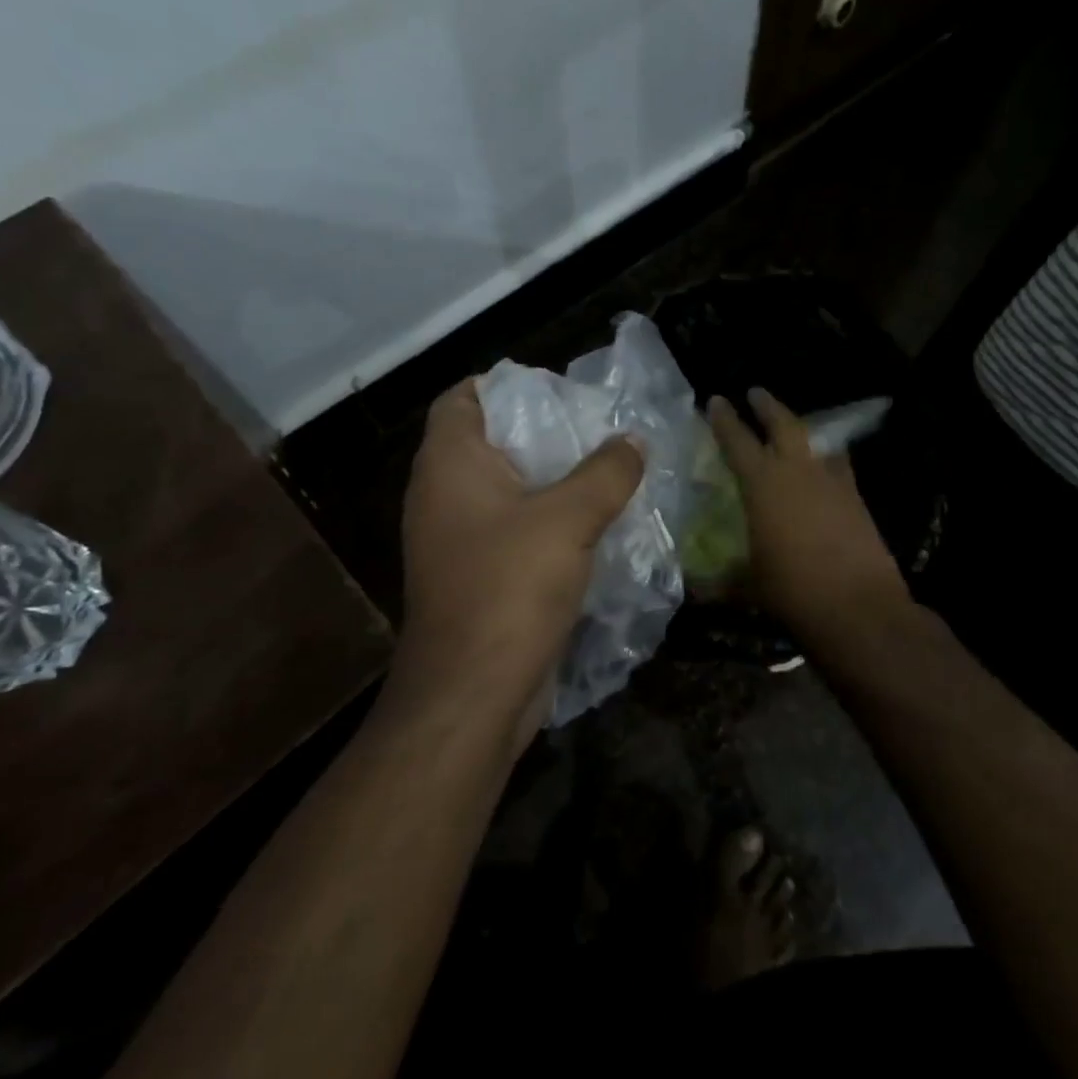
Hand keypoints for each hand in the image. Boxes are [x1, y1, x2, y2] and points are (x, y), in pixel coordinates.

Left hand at [397, 378, 643, 747]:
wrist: (473, 693)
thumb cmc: (510, 588)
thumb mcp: (569, 519)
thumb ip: (606, 472)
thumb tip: (633, 440)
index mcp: (450, 464)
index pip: (464, 398)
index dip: (506, 385)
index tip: (558, 393)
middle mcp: (444, 495)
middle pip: (492, 442)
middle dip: (545, 433)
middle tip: (598, 431)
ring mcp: (458, 539)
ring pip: (509, 490)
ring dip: (554, 481)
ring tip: (608, 473)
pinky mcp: (478, 575)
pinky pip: (515, 530)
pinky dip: (549, 521)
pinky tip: (595, 526)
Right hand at [708, 388, 910, 644]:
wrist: (859, 606)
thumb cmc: (793, 591)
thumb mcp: (749, 585)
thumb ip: (723, 580)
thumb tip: (696, 589)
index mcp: (763, 484)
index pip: (737, 441)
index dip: (724, 419)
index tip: (716, 399)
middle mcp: (798, 471)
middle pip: (783, 424)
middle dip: (767, 406)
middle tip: (756, 392)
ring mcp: (833, 481)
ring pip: (816, 440)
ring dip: (801, 428)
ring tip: (794, 426)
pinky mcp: (857, 498)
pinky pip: (839, 464)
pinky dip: (828, 457)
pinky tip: (825, 466)